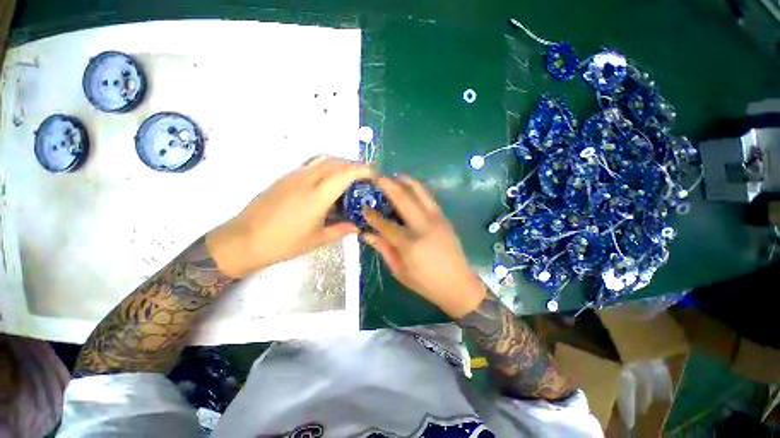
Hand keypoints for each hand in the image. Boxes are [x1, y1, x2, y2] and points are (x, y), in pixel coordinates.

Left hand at [206, 156, 372, 277]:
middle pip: (336, 162)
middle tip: (365, 176)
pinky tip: (328, 182)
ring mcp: (294, 175)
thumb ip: (341, 230)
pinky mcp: (285, 177)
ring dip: (340, 164)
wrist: (243, 240)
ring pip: (323, 159)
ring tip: (349, 177)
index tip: (375, 173)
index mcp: (317, 196)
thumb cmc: (283, 243)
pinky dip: (326, 167)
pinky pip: (311, 164)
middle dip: (354, 165)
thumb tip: (358, 227)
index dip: (363, 170)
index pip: (345, 173)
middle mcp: (307, 179)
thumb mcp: (317, 239)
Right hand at [363, 176, 486, 317]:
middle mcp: (423, 226)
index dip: (372, 216)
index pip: (385, 224)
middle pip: (403, 198)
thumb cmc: (426, 282)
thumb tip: (367, 234)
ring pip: (419, 192)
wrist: (458, 284)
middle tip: (377, 177)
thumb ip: (384, 249)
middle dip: (388, 185)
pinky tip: (410, 187)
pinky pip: (429, 198)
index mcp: (410, 244)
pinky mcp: (444, 218)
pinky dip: (418, 189)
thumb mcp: (400, 271)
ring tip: (394, 176)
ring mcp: (436, 219)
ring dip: (405, 181)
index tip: (364, 207)